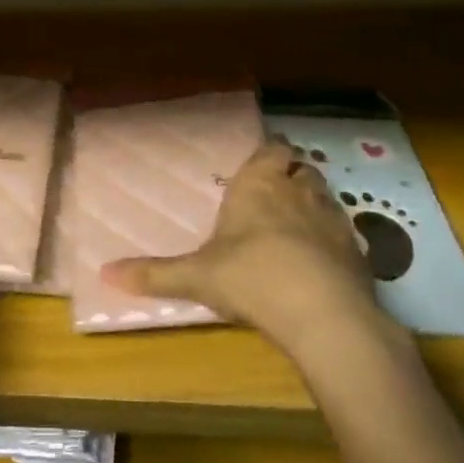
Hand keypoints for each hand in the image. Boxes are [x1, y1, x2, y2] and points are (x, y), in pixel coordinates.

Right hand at [101, 140, 400, 361]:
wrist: (323, 313)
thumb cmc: (251, 276)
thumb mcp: (196, 277)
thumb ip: (154, 274)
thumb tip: (104, 274)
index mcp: (259, 184)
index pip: (271, 149)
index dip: (269, 153)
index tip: (263, 160)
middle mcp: (298, 189)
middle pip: (301, 167)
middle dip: (291, 175)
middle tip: (275, 193)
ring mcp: (334, 218)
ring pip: (326, 195)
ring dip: (314, 203)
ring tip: (298, 225)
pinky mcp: (359, 250)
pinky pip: (347, 233)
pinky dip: (335, 240)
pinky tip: (323, 262)